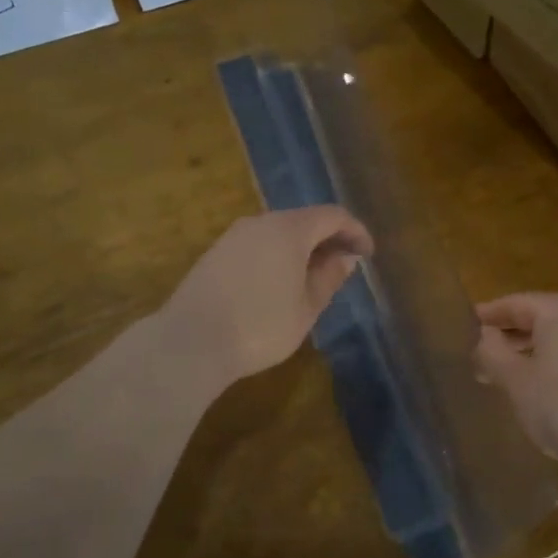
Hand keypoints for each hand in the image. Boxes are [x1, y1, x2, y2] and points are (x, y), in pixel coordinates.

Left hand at [164, 206, 372, 389]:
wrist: (189, 342)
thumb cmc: (260, 325)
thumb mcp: (306, 307)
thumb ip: (329, 277)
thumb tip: (345, 257)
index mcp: (289, 229)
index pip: (332, 216)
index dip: (355, 231)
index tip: (368, 254)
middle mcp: (260, 222)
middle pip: (304, 219)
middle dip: (329, 239)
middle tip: (344, 266)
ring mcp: (233, 236)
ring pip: (279, 232)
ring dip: (302, 248)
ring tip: (314, 278)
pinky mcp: (215, 254)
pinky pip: (258, 244)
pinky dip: (278, 255)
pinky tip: (279, 284)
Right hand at [475, 293, 557, 489]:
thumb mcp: (516, 382)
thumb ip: (492, 352)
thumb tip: (482, 335)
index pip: (515, 303)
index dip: (488, 315)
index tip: (465, 325)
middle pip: (539, 317)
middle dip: (509, 336)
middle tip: (480, 355)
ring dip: (531, 350)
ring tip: (505, 373)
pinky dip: (555, 360)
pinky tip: (540, 384)